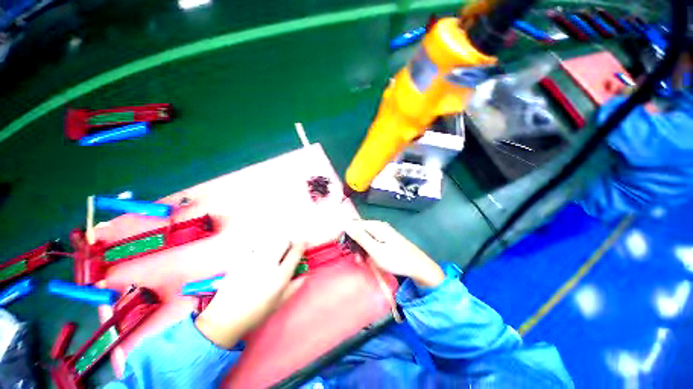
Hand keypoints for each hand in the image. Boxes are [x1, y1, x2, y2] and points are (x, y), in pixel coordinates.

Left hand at [195, 240, 305, 348]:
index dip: (302, 245)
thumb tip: (304, 273)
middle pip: (283, 241)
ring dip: (276, 245)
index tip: (304, 243)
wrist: (225, 318)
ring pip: (270, 242)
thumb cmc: (256, 313)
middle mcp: (268, 264)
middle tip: (287, 250)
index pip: (295, 252)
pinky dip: (261, 250)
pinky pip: (256, 248)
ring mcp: (253, 260)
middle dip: (288, 243)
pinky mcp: (241, 259)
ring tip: (273, 254)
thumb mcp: (280, 302)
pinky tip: (258, 260)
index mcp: (280, 275)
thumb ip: (295, 286)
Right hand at [345, 220, 444, 287]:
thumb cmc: (396, 259)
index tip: (345, 248)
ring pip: (366, 237)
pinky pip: (373, 241)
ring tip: (364, 262)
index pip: (354, 224)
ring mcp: (384, 232)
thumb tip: (346, 224)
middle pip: (360, 230)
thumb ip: (360, 237)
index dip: (347, 235)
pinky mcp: (387, 238)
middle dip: (356, 244)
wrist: (419, 266)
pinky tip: (371, 258)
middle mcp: (379, 225)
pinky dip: (370, 249)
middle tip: (357, 259)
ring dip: (362, 248)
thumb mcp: (375, 250)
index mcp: (376, 225)